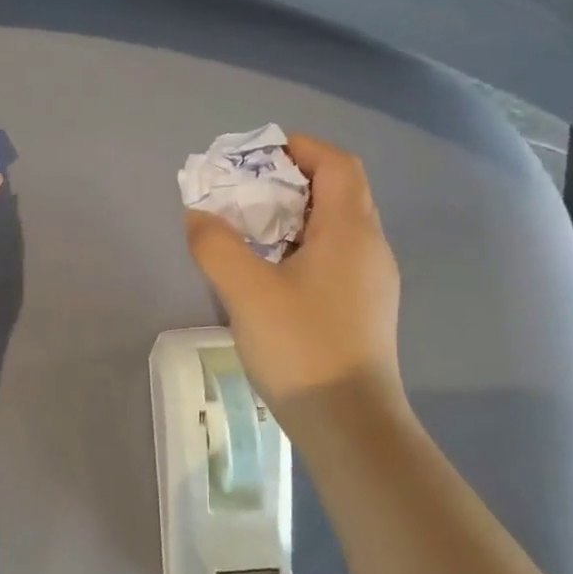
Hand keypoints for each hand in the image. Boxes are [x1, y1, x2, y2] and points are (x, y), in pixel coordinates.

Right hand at [184, 134, 403, 407]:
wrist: (350, 425)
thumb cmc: (302, 347)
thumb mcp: (246, 291)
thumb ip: (216, 246)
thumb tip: (199, 215)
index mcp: (350, 231)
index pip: (338, 164)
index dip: (300, 148)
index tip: (258, 157)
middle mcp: (370, 247)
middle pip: (338, 191)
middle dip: (290, 182)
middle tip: (245, 194)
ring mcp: (373, 281)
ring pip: (336, 227)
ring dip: (295, 217)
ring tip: (251, 232)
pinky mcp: (365, 309)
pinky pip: (335, 257)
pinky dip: (303, 247)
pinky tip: (272, 275)